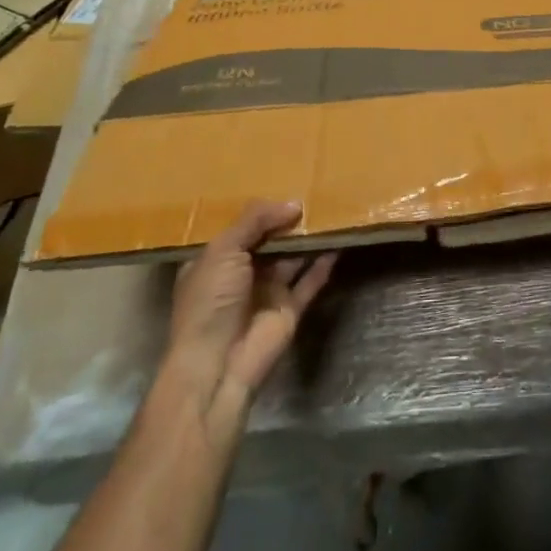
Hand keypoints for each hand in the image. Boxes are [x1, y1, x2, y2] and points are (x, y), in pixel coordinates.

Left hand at [154, 201, 336, 447]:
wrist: (218, 365)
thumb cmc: (210, 301)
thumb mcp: (223, 250)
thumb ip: (255, 221)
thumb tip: (294, 204)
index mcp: (216, 261)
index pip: (241, 228)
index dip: (261, 210)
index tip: (286, 184)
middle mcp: (241, 275)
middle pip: (270, 241)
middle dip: (289, 222)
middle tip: (317, 195)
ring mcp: (267, 293)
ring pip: (293, 259)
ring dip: (309, 240)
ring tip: (333, 211)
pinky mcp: (290, 310)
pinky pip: (311, 281)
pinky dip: (324, 263)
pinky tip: (339, 242)